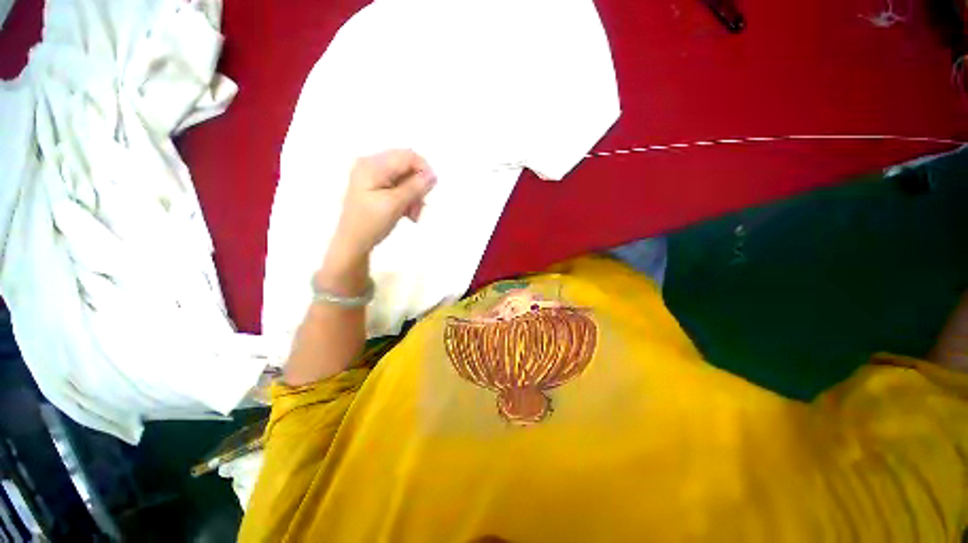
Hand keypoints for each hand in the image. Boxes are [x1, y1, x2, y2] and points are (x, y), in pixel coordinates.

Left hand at [318, 150, 435, 291]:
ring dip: (414, 196)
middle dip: (418, 187)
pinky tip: (407, 213)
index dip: (424, 170)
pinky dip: (407, 199)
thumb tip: (433, 175)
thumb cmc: (370, 224)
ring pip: (406, 179)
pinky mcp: (376, 187)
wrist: (353, 244)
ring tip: (413, 215)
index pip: (407, 156)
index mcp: (372, 165)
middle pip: (407, 167)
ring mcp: (373, 176)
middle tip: (418, 208)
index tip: (430, 191)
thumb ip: (415, 187)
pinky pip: (399, 187)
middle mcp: (372, 165)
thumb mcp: (394, 205)